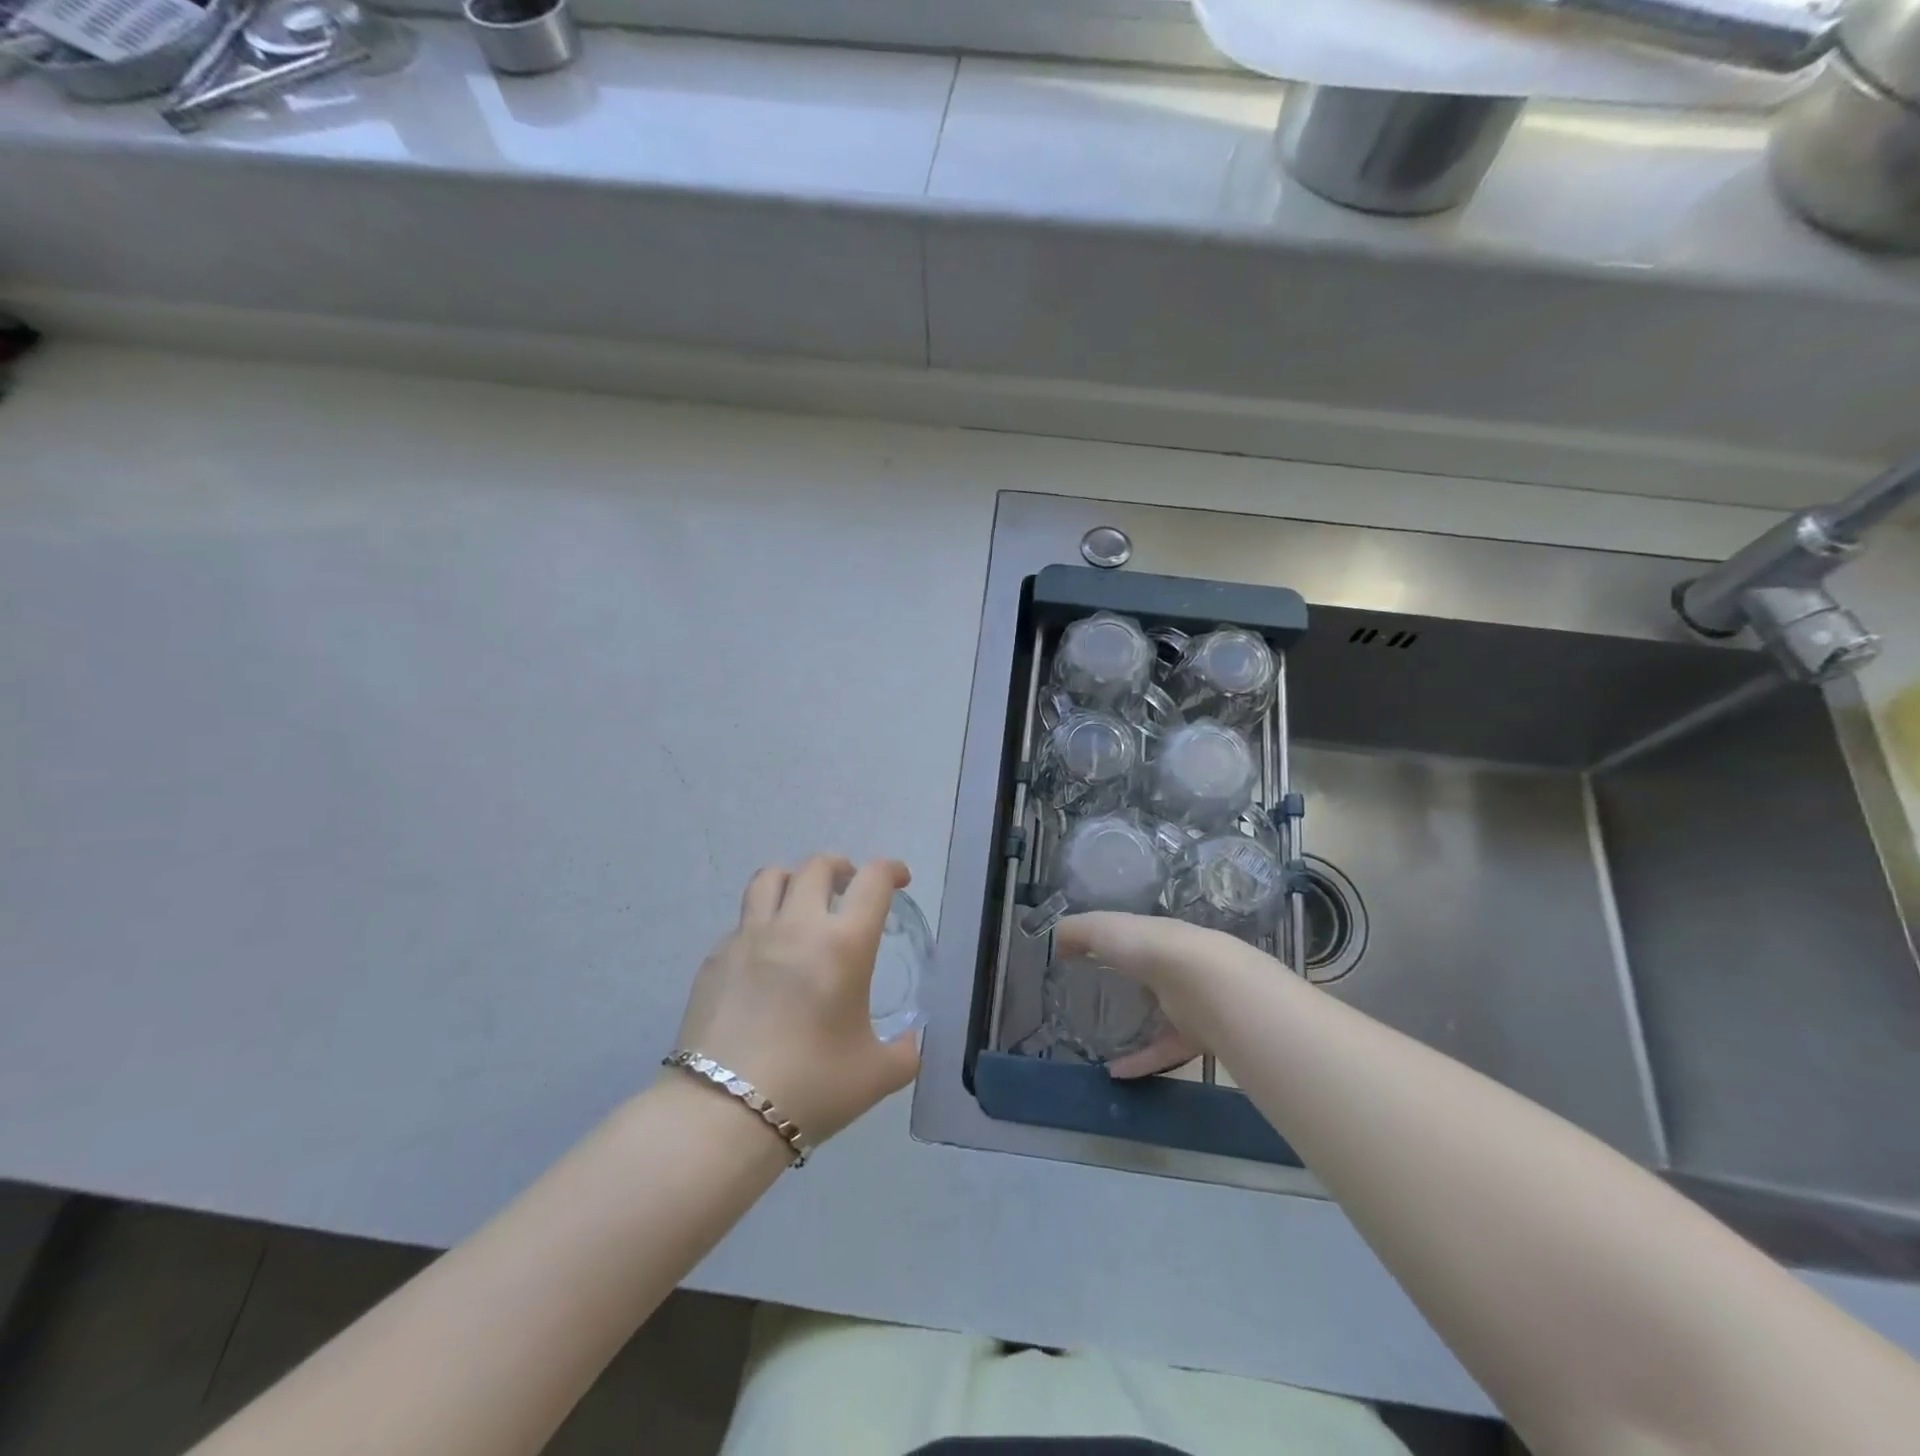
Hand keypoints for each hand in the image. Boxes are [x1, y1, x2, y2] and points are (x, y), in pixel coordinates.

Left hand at [670, 856, 919, 1142]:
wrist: (722, 1114)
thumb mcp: (877, 1075)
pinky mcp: (715, 958)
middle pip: (818, 865)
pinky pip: (743, 921)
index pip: (873, 880)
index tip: (900, 880)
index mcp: (843, 945)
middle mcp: (796, 926)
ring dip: (795, 879)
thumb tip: (911, 1041)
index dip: (892, 869)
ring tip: (803, 902)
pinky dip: (763, 923)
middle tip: (850, 888)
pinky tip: (767, 958)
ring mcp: (749, 937)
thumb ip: (906, 1052)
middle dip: (842, 867)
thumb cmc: (811, 1088)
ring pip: (770, 877)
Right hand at [1053, 912, 1251, 1080]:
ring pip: (1160, 1015)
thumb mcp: (1103, 928)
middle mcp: (1173, 966)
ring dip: (1135, 1028)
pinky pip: (1163, 1051)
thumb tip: (1055, 940)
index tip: (1081, 958)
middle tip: (1093, 1000)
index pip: (1130, 938)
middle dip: (1127, 984)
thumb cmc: (1148, 948)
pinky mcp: (1194, 1037)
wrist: (1204, 984)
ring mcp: (1188, 1002)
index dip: (1108, 945)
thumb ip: (1077, 931)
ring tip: (1101, 1041)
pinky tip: (1114, 1073)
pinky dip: (1140, 1063)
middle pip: (1148, 975)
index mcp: (1152, 937)